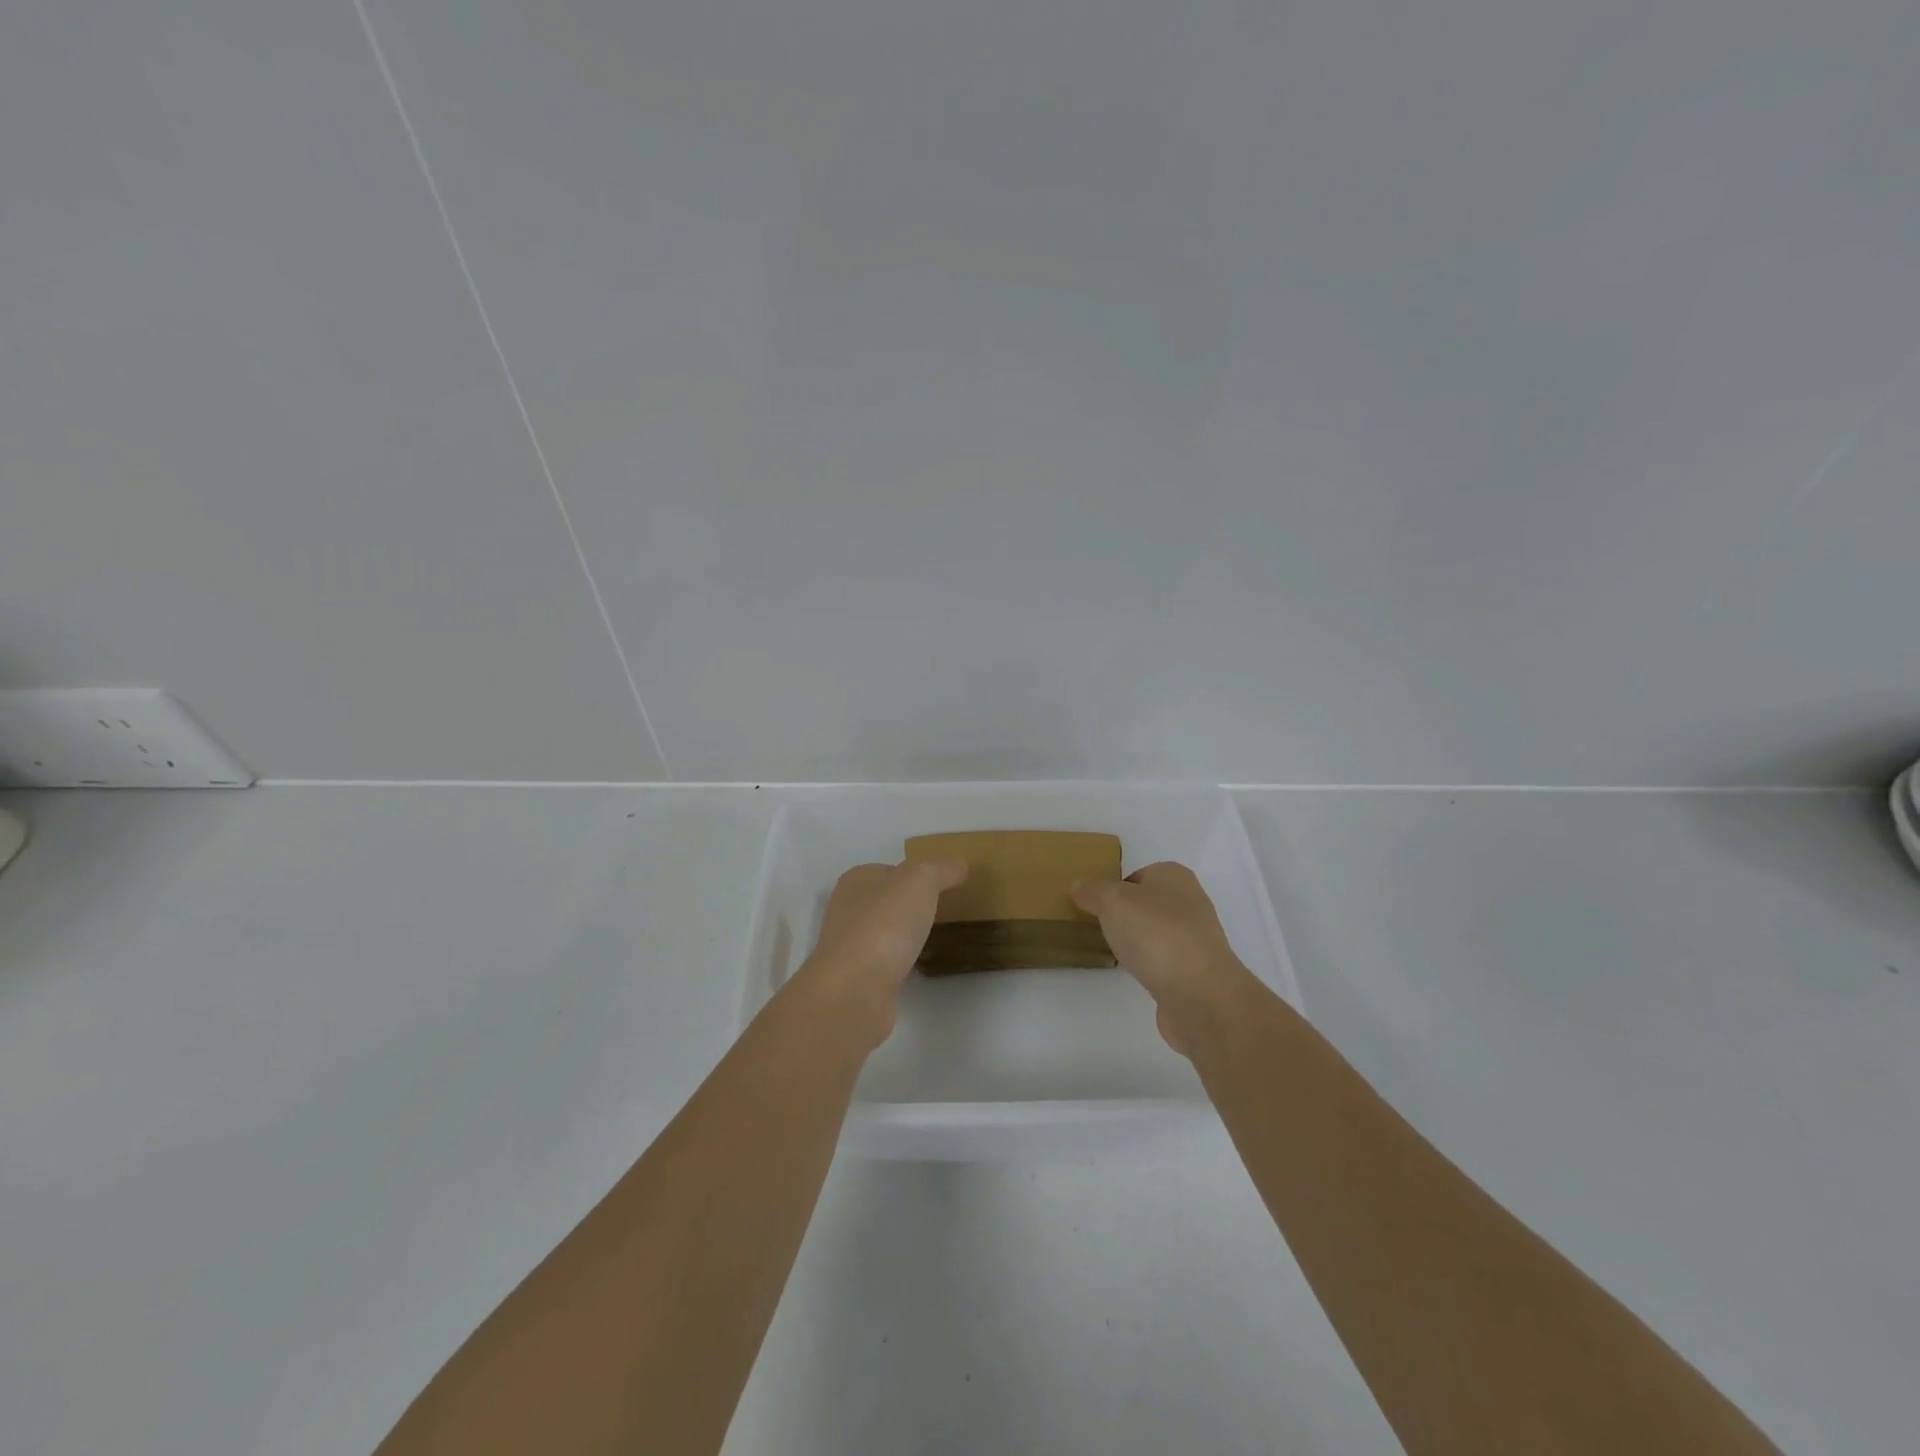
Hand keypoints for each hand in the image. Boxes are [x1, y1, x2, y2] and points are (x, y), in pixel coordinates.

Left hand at [795, 859, 966, 1047]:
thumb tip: (959, 865)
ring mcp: (852, 947)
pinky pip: (889, 963)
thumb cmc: (884, 924)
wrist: (855, 991)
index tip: (947, 885)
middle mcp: (848, 910)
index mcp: (857, 880)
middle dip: (915, 906)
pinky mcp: (860, 979)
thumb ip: (940, 869)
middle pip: (888, 901)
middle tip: (950, 912)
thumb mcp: (919, 880)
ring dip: (909, 936)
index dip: (918, 875)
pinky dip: (905, 963)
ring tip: (942, 939)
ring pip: (888, 933)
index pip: (891, 870)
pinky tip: (923, 966)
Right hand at [1071, 862, 1261, 1055]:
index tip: (1092, 907)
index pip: (1137, 875)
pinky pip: (1164, 962)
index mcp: (1174, 876)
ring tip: (1114, 953)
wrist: (1200, 995)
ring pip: (1156, 933)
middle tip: (1099, 928)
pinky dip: (1149, 966)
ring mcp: (1196, 940)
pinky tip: (1135, 975)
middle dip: (1124, 916)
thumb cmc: (1155, 934)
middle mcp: (1190, 902)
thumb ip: (1093, 890)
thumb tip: (1079, 885)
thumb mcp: (1112, 900)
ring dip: (1138, 942)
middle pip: (1147, 904)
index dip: (1113, 888)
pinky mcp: (1196, 973)